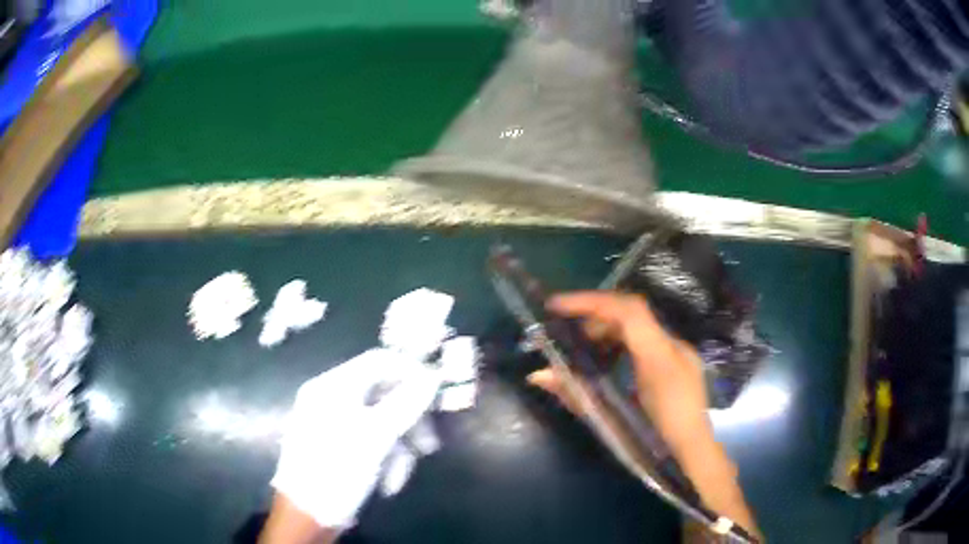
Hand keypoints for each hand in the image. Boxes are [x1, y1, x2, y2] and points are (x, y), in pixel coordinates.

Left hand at [266, 349, 441, 539]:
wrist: (308, 514)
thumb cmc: (336, 470)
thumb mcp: (374, 438)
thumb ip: (405, 404)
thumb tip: (432, 377)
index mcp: (333, 387)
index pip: (378, 361)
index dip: (410, 372)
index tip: (438, 392)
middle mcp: (333, 399)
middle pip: (384, 395)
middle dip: (409, 422)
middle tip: (429, 445)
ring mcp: (336, 424)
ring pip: (383, 424)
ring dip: (399, 450)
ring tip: (399, 476)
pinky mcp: (342, 447)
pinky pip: (373, 443)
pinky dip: (385, 461)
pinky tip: (387, 483)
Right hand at [527, 291, 711, 456]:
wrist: (694, 457)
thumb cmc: (654, 444)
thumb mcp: (611, 421)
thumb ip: (577, 395)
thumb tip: (539, 375)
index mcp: (661, 359)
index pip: (628, 311)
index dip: (590, 301)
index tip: (557, 305)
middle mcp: (674, 347)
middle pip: (632, 314)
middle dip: (595, 317)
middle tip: (568, 334)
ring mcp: (681, 352)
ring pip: (640, 324)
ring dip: (609, 329)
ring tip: (586, 347)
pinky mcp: (681, 360)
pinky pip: (649, 338)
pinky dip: (624, 341)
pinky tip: (610, 360)